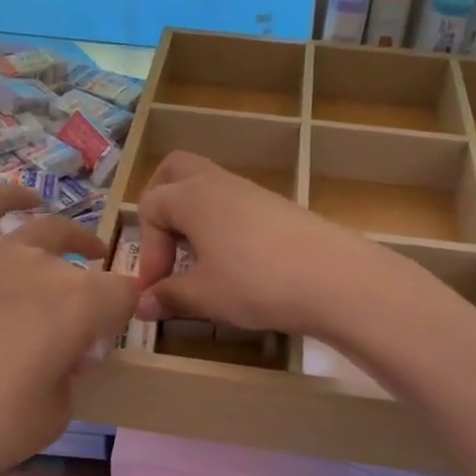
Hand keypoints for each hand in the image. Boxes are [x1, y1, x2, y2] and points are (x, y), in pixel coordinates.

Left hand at [0, 186, 136, 475]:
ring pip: (44, 228)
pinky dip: (8, 196)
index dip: (122, 316)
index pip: (123, 294)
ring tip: (79, 248)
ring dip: (70, 237)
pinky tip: (24, 198)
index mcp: (80, 304)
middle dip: (92, 293)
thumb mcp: (55, 414)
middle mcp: (44, 266)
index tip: (108, 339)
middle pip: (82, 266)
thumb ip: (71, 372)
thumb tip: (66, 351)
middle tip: (81, 326)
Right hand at [134, 152, 385, 336]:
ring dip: (193, 219)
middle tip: (164, 246)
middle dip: (161, 204)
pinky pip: (235, 206)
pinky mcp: (278, 208)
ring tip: (198, 262)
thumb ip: (169, 296)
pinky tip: (234, 264)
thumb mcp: (204, 295)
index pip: (150, 207)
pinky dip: (221, 226)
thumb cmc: (255, 282)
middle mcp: (219, 183)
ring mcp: (252, 192)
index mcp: (192, 196)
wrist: (334, 279)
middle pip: (176, 171)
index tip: (155, 290)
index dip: (146, 251)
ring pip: (208, 189)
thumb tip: (141, 304)